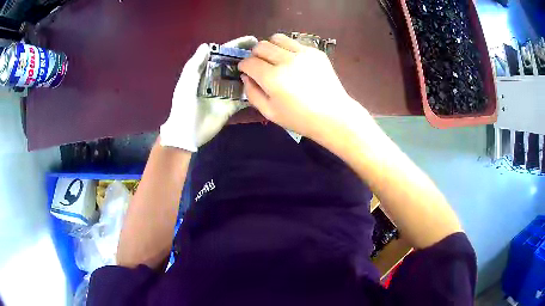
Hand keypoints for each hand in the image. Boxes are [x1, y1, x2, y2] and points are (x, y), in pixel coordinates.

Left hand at [160, 36, 257, 150]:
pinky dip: (253, 92)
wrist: (187, 132)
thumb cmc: (184, 105)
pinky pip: (245, 97)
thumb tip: (207, 45)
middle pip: (236, 64)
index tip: (253, 40)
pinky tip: (266, 85)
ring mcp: (226, 92)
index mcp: (207, 71)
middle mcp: (218, 79)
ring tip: (270, 67)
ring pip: (242, 79)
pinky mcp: (232, 106)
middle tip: (266, 53)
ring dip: (254, 73)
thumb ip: (195, 64)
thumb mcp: (186, 82)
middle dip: (249, 58)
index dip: (237, 45)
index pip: (223, 54)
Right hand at [238, 34, 370, 141]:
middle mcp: (286, 60)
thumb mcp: (269, 113)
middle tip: (259, 65)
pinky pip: (294, 42)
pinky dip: (288, 49)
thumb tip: (245, 76)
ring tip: (274, 59)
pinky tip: (292, 62)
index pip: (249, 62)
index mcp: (272, 78)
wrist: (333, 115)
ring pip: (277, 38)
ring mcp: (302, 53)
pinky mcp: (315, 52)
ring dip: (271, 47)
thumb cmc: (299, 118)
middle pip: (261, 46)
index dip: (243, 65)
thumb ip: (252, 93)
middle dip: (255, 54)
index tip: (245, 70)